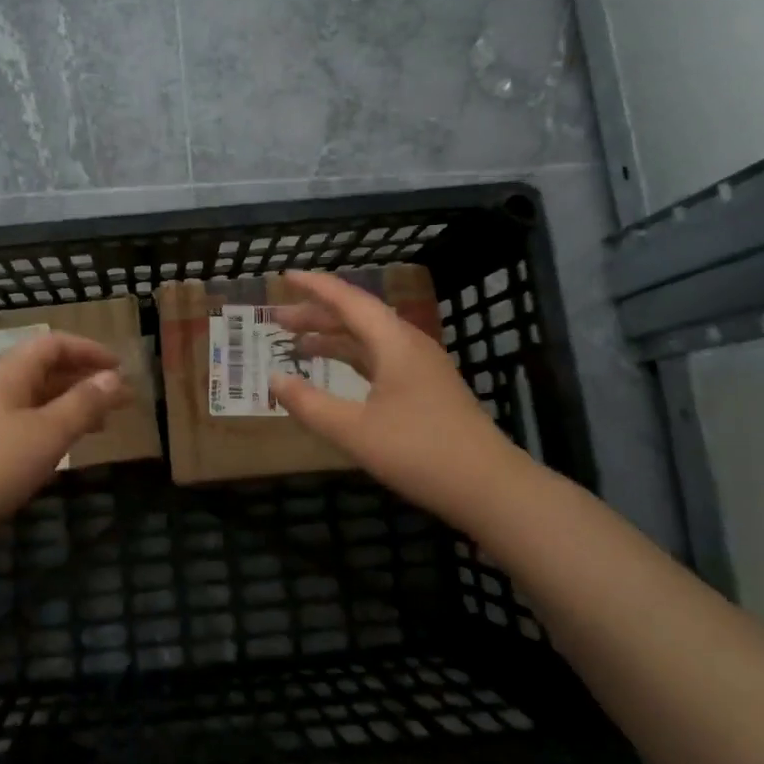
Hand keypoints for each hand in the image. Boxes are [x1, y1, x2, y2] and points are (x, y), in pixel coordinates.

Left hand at [0, 332, 128, 554]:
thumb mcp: (47, 433)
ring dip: (69, 406)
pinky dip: (49, 427)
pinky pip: (21, 423)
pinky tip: (60, 449)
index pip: (53, 344)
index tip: (120, 368)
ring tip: (100, 425)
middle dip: (84, 380)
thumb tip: (114, 377)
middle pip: (43, 370)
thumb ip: (83, 404)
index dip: (89, 351)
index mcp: (8, 373)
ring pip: (33, 399)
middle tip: (119, 400)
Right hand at [269, 270, 521, 517]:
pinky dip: (352, 358)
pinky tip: (337, 372)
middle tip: (277, 318)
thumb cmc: (419, 452)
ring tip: (298, 343)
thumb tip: (274, 379)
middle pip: (357, 317)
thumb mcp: (354, 431)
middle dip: (317, 314)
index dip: (314, 287)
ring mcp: (421, 367)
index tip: (285, 276)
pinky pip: (381, 359)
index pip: (348, 300)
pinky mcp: (427, 389)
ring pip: (370, 339)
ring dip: (334, 337)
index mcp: (393, 342)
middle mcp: (408, 345)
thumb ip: (310, 404)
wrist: (490, 487)